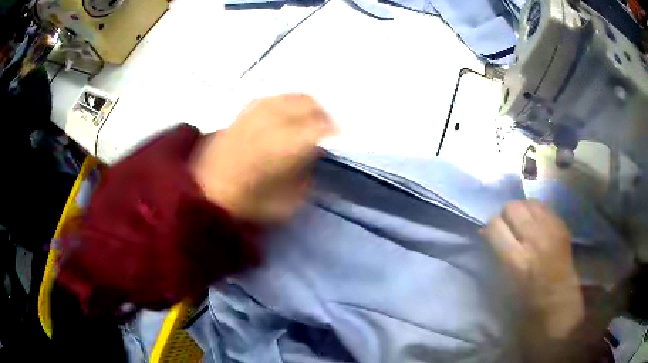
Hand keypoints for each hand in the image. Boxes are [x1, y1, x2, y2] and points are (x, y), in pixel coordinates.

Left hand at [192, 94, 335, 222]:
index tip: (340, 140)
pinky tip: (286, 115)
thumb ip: (306, 176)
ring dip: (306, 105)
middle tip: (328, 129)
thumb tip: (315, 156)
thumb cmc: (245, 206)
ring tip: (309, 119)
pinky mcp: (240, 113)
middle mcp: (270, 122)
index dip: (334, 132)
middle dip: (323, 114)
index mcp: (282, 147)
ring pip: (289, 96)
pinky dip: (286, 103)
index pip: (319, 128)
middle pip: (307, 104)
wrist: (202, 194)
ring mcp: (253, 113)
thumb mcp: (287, 203)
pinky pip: (271, 98)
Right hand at [482, 200, 584, 338]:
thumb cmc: (528, 300)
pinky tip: (535, 223)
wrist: (560, 299)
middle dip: (506, 216)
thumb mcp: (506, 283)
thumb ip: (497, 254)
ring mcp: (551, 230)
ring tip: (523, 224)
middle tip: (509, 228)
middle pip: (512, 208)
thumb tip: (486, 231)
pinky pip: (543, 205)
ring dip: (521, 210)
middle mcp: (535, 240)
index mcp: (518, 261)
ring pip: (527, 202)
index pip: (496, 227)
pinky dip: (535, 210)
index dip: (491, 228)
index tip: (493, 234)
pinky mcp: (561, 225)